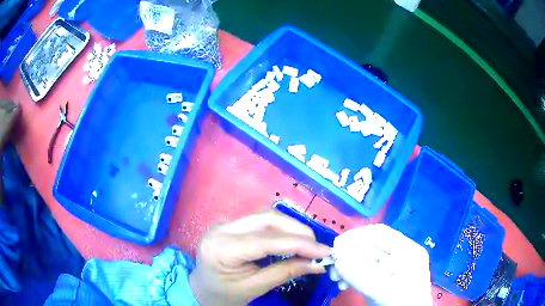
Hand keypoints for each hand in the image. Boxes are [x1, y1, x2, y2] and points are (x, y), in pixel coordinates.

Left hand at [189, 209, 330, 305]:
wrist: (202, 290)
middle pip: (267, 219)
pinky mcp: (231, 225)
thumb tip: (318, 264)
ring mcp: (225, 224)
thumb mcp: (255, 288)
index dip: (299, 243)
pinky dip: (281, 229)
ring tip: (309, 244)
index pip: (266, 240)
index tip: (324, 251)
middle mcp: (221, 229)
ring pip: (266, 216)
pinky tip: (292, 240)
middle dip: (298, 231)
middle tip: (318, 247)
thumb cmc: (224, 295)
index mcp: (221, 249)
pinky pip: (261, 221)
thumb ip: (286, 273)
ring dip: (292, 228)